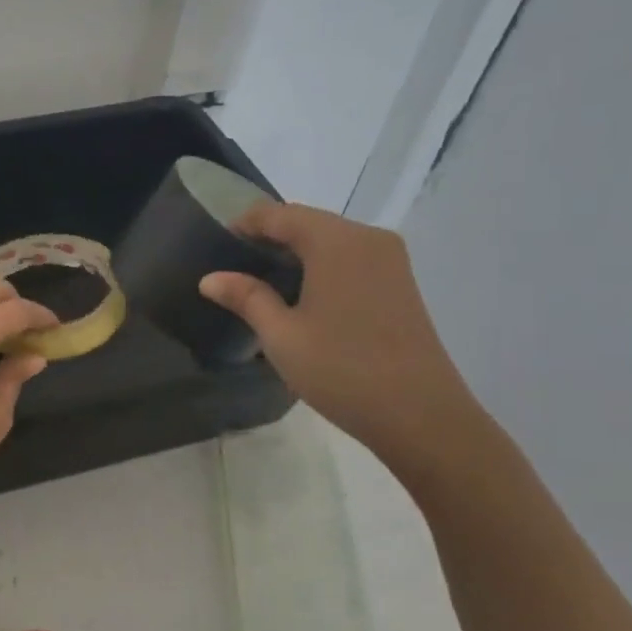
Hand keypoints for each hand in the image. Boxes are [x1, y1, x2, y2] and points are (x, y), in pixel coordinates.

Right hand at [199, 202, 480, 462]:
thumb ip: (246, 297)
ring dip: (295, 253)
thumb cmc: (342, 370)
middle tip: (234, 269)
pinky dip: (320, 266)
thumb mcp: (281, 335)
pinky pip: (349, 258)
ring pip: (329, 240)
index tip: (216, 248)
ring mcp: (389, 259)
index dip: (244, 225)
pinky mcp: (400, 282)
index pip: (278, 214)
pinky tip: (302, 297)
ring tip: (261, 285)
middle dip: (268, 238)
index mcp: (336, 241)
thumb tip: (209, 278)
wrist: (421, 416)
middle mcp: (366, 238)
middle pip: (306, 222)